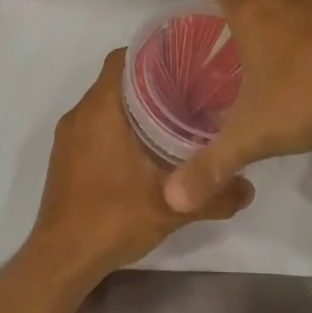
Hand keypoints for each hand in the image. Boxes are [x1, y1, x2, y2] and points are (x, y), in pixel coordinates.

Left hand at [25, 48, 254, 283]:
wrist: (61, 259)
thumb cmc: (112, 218)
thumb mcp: (171, 207)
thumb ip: (214, 196)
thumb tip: (249, 187)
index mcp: (100, 109)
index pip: (124, 58)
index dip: (154, 53)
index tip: (186, 61)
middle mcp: (80, 114)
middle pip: (117, 80)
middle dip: (151, 81)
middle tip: (191, 90)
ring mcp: (68, 137)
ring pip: (105, 104)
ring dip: (135, 106)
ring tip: (175, 116)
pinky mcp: (66, 158)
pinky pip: (95, 126)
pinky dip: (119, 126)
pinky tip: (146, 148)